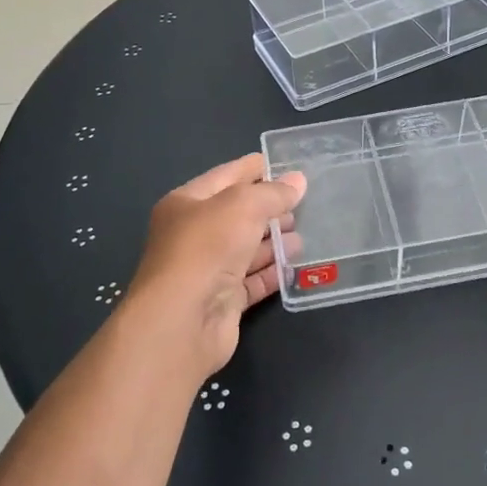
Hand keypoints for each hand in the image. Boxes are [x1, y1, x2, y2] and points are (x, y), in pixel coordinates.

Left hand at [125, 154, 305, 378]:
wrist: (182, 322)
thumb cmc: (206, 249)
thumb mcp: (243, 206)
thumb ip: (273, 192)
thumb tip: (298, 180)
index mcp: (186, 203)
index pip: (225, 176)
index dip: (255, 168)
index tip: (286, 163)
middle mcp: (193, 234)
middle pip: (237, 214)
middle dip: (269, 207)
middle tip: (304, 202)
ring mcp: (207, 269)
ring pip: (246, 248)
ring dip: (274, 240)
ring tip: (305, 233)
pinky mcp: (222, 300)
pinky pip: (252, 280)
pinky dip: (273, 271)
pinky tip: (297, 264)